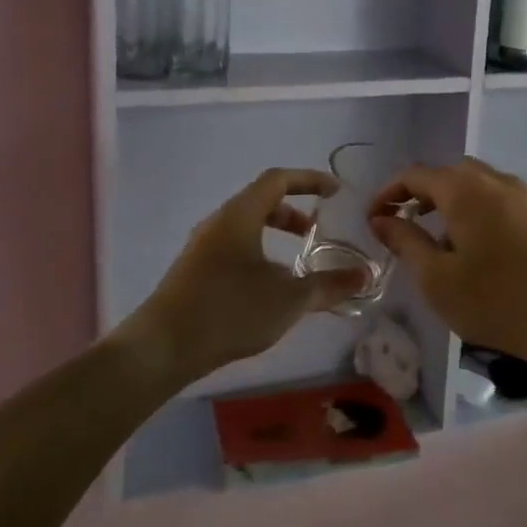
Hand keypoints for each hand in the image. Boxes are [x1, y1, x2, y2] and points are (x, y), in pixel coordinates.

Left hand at [118, 168, 366, 385]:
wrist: (162, 347)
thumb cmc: (229, 310)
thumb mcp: (288, 299)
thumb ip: (329, 285)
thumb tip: (364, 276)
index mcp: (240, 214)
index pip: (278, 179)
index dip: (310, 180)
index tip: (336, 192)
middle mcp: (218, 222)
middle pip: (261, 201)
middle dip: (293, 212)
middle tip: (316, 233)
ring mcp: (202, 247)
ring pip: (245, 226)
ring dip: (274, 235)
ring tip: (296, 265)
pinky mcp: (193, 271)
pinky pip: (233, 247)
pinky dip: (258, 254)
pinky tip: (268, 289)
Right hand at [369, 157, 526, 372]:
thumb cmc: (497, 300)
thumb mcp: (437, 278)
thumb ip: (405, 242)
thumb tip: (381, 219)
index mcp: (464, 189)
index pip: (415, 175)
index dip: (388, 193)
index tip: (372, 219)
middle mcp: (495, 181)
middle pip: (448, 174)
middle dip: (420, 195)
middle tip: (403, 225)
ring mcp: (524, 196)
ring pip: (476, 185)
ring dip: (450, 203)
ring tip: (438, 241)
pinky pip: (498, 200)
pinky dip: (476, 212)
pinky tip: (477, 250)